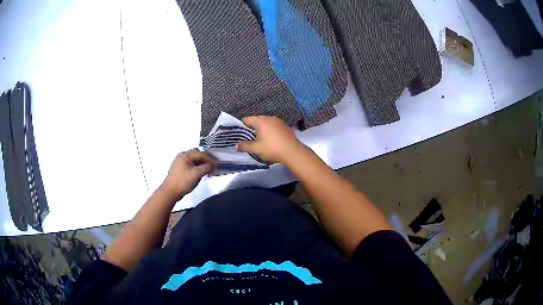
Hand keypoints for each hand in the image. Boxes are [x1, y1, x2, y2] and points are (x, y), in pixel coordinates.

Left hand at [160, 149, 217, 200]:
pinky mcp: (179, 168)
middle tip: (213, 166)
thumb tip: (215, 164)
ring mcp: (179, 162)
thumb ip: (207, 167)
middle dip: (206, 159)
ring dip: (202, 163)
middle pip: (197, 154)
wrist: (170, 192)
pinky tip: (200, 173)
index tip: (218, 164)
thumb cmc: (183, 182)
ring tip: (208, 170)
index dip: (211, 158)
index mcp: (186, 155)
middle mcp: (182, 156)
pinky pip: (190, 164)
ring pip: (194, 160)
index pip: (202, 153)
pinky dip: (197, 167)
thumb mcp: (197, 174)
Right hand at [237, 116, 304, 163]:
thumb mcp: (256, 149)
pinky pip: (273, 126)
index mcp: (261, 120)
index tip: (238, 134)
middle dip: (251, 128)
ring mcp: (278, 121)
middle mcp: (269, 118)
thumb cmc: (272, 149)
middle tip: (247, 138)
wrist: (293, 152)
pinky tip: (270, 140)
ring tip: (258, 139)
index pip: (246, 119)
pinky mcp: (285, 126)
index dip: (241, 126)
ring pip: (265, 123)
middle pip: (256, 120)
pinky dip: (269, 131)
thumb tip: (236, 146)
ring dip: (261, 130)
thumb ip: (244, 146)